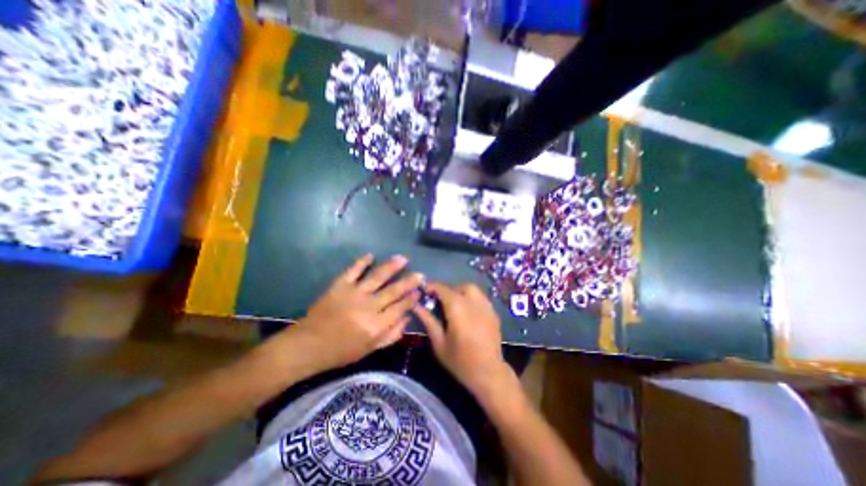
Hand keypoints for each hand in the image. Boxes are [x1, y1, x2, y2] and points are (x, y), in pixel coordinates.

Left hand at [291, 255, 423, 371]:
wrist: (308, 345)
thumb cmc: (341, 352)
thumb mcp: (369, 349)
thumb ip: (390, 335)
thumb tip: (407, 318)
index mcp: (376, 325)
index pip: (400, 308)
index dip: (411, 299)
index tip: (420, 290)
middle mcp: (368, 307)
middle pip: (393, 291)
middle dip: (409, 281)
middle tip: (420, 274)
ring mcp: (353, 294)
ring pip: (377, 277)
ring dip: (391, 267)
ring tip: (403, 258)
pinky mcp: (339, 286)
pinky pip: (353, 270)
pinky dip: (361, 262)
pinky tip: (370, 255)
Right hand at [412, 283, 513, 396]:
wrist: (488, 373)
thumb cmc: (460, 360)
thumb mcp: (439, 342)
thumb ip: (428, 320)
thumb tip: (416, 305)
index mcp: (457, 308)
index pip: (442, 289)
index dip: (432, 287)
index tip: (424, 291)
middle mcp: (473, 302)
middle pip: (459, 286)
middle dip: (448, 290)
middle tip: (440, 302)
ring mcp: (486, 306)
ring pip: (473, 289)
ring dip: (461, 292)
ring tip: (455, 306)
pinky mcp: (494, 313)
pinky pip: (481, 298)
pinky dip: (472, 299)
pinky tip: (468, 313)